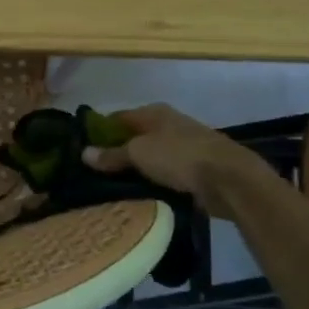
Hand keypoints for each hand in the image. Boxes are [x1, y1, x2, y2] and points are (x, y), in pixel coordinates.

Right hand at [83, 103, 258, 202]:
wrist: (228, 178)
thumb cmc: (179, 156)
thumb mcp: (139, 153)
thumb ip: (111, 154)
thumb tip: (83, 153)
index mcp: (154, 112)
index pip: (117, 118)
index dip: (98, 132)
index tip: (81, 151)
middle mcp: (168, 125)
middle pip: (134, 138)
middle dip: (116, 153)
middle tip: (92, 174)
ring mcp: (183, 146)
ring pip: (150, 157)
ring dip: (135, 170)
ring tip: (111, 188)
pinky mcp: (194, 168)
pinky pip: (164, 174)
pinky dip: (152, 181)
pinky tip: (139, 195)